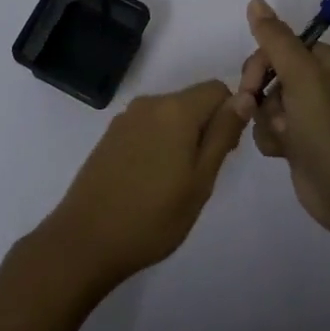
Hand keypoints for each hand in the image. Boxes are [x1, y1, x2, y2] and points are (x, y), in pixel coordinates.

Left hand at [37, 80, 248, 292]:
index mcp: (176, 109)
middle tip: (200, 176)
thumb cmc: (152, 216)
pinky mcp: (110, 136)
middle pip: (193, 101)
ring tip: (174, 183)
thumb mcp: (200, 181)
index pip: (218, 89)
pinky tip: (150, 181)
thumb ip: (223, 134)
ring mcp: (126, 118)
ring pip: (170, 115)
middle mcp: (150, 103)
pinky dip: (159, 144)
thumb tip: (245, 97)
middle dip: (205, 128)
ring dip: (182, 138)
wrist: (84, 241)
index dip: (230, 114)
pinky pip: (148, 127)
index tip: (224, 152)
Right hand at [237, 0, 329, 237]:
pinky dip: (271, 138)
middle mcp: (321, 82)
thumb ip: (276, 39)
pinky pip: (271, 128)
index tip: (252, 85)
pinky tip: (282, 153)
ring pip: (267, 103)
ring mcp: (311, 113)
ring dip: (267, 120)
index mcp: (329, 60)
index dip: (262, 63)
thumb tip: (256, 1)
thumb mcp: (303, 78)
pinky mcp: (302, 141)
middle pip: (270, 72)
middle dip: (261, 93)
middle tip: (256, 110)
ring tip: (283, 137)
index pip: (281, 45)